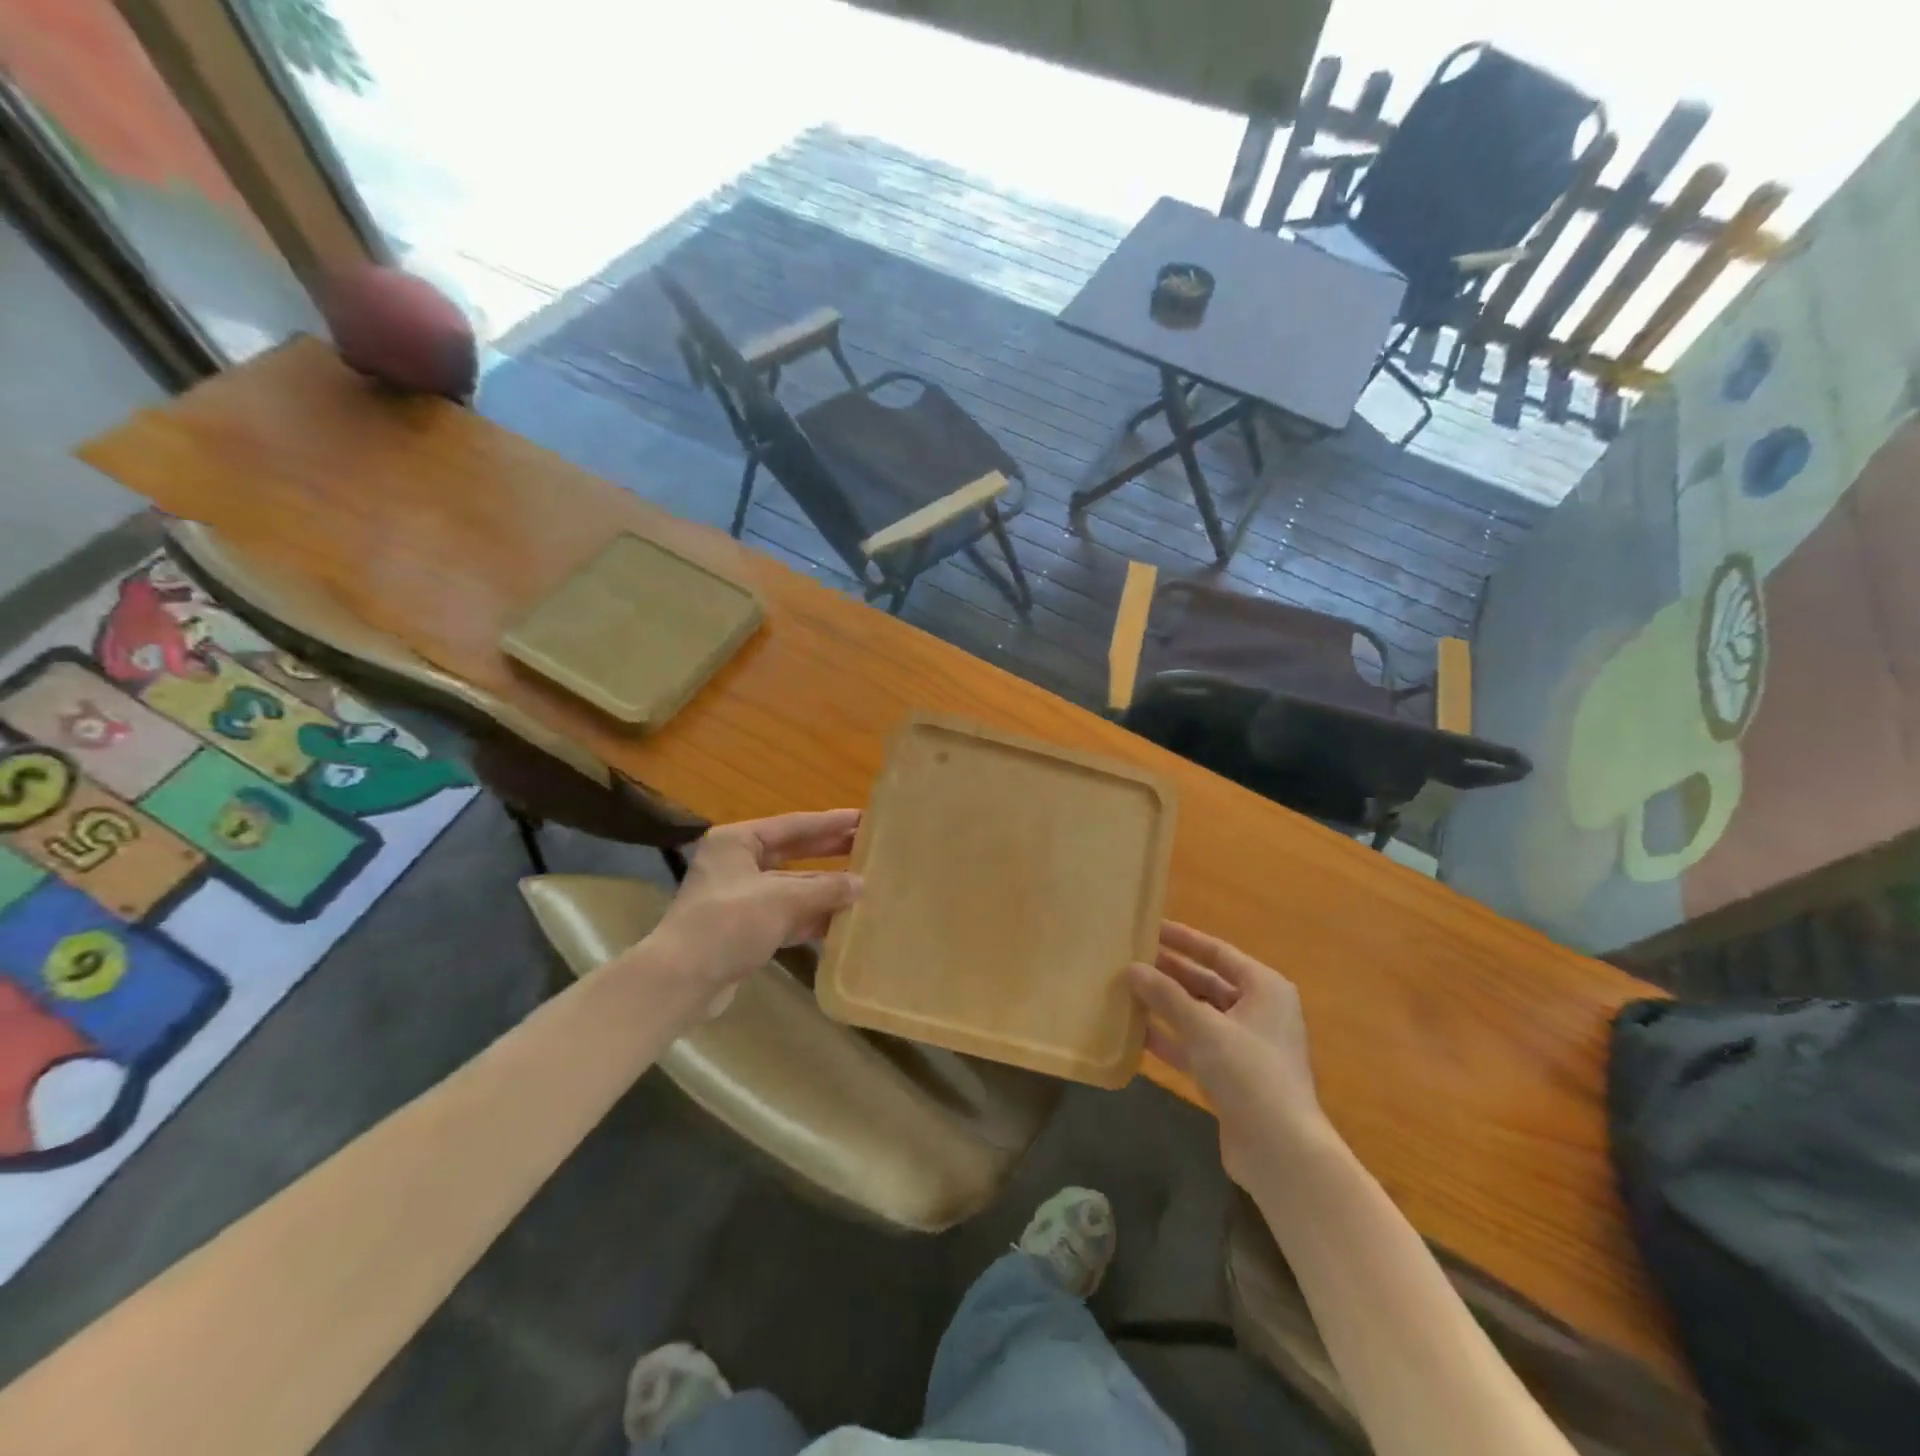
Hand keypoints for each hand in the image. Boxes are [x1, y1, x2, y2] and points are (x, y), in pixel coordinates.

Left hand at [636, 809, 862, 1017]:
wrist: (681, 982)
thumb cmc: (728, 924)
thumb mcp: (782, 900)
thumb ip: (825, 888)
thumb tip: (861, 883)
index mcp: (737, 842)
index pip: (793, 826)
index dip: (830, 823)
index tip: (863, 818)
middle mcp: (737, 864)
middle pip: (793, 853)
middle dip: (829, 852)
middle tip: (867, 846)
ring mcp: (740, 898)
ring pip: (791, 887)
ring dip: (824, 889)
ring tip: (864, 884)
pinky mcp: (744, 929)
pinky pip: (786, 915)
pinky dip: (811, 916)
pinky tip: (842, 920)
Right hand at [1127, 922, 1327, 1184]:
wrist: (1281, 1151)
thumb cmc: (1249, 1073)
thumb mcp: (1204, 1027)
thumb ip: (1165, 995)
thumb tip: (1131, 968)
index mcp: (1265, 988)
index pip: (1218, 952)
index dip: (1183, 939)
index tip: (1150, 927)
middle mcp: (1258, 1011)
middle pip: (1207, 982)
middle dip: (1170, 973)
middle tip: (1130, 959)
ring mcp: (1245, 1046)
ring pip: (1198, 1015)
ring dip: (1165, 1006)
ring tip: (1126, 991)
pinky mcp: (1231, 1076)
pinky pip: (1195, 1046)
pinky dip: (1169, 1038)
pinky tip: (1135, 1033)